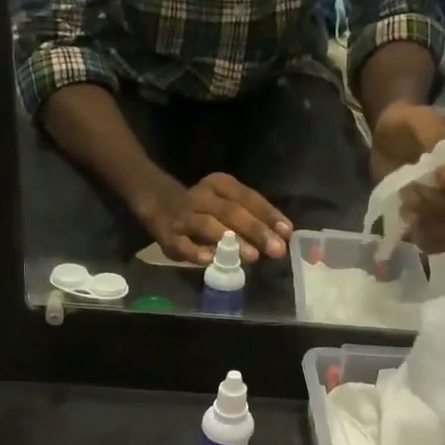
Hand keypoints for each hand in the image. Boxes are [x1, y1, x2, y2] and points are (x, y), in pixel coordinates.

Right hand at [138, 173, 290, 263]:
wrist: (158, 203)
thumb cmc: (205, 207)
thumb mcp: (228, 203)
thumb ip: (254, 217)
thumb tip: (284, 235)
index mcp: (219, 184)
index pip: (248, 197)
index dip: (269, 215)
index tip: (287, 232)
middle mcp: (201, 196)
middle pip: (231, 211)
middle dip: (256, 230)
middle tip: (276, 249)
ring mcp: (184, 216)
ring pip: (208, 225)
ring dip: (231, 240)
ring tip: (252, 256)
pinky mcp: (168, 235)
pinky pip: (182, 244)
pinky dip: (196, 252)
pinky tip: (210, 260)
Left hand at [369, 103, 444, 253]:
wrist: (388, 145)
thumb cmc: (406, 128)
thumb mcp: (415, 120)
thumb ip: (430, 133)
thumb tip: (438, 153)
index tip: (440, 175)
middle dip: (439, 202)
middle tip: (408, 191)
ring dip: (431, 224)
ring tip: (404, 208)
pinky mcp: (438, 227)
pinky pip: (442, 244)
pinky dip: (425, 240)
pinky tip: (408, 228)